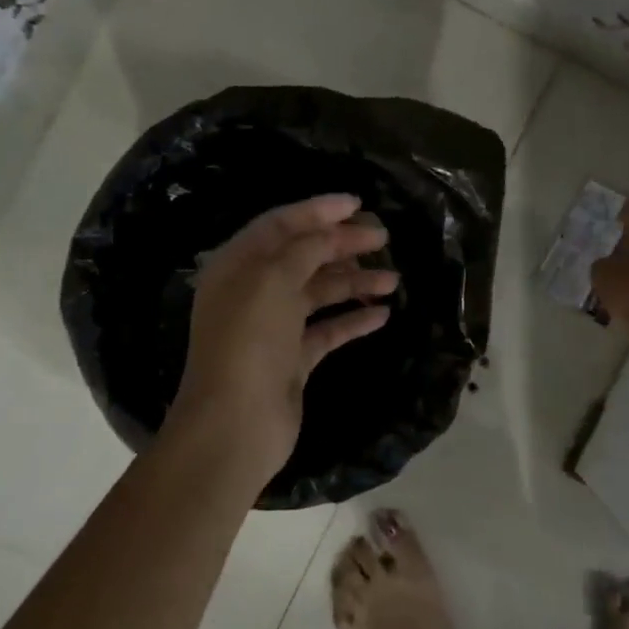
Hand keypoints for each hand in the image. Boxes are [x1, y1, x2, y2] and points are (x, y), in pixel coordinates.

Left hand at [164, 194, 398, 485]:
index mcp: (238, 265)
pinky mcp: (292, 360)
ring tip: (394, 279)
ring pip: (319, 293)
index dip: (318, 211)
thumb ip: (305, 249)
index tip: (357, 204)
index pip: (280, 225)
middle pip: (303, 257)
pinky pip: (327, 330)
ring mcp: (273, 328)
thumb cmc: (249, 341)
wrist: (235, 425)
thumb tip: (332, 232)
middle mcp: (253, 291)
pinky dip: (353, 320)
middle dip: (342, 244)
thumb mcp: (274, 280)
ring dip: (355, 282)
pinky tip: (383, 315)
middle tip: (383, 238)